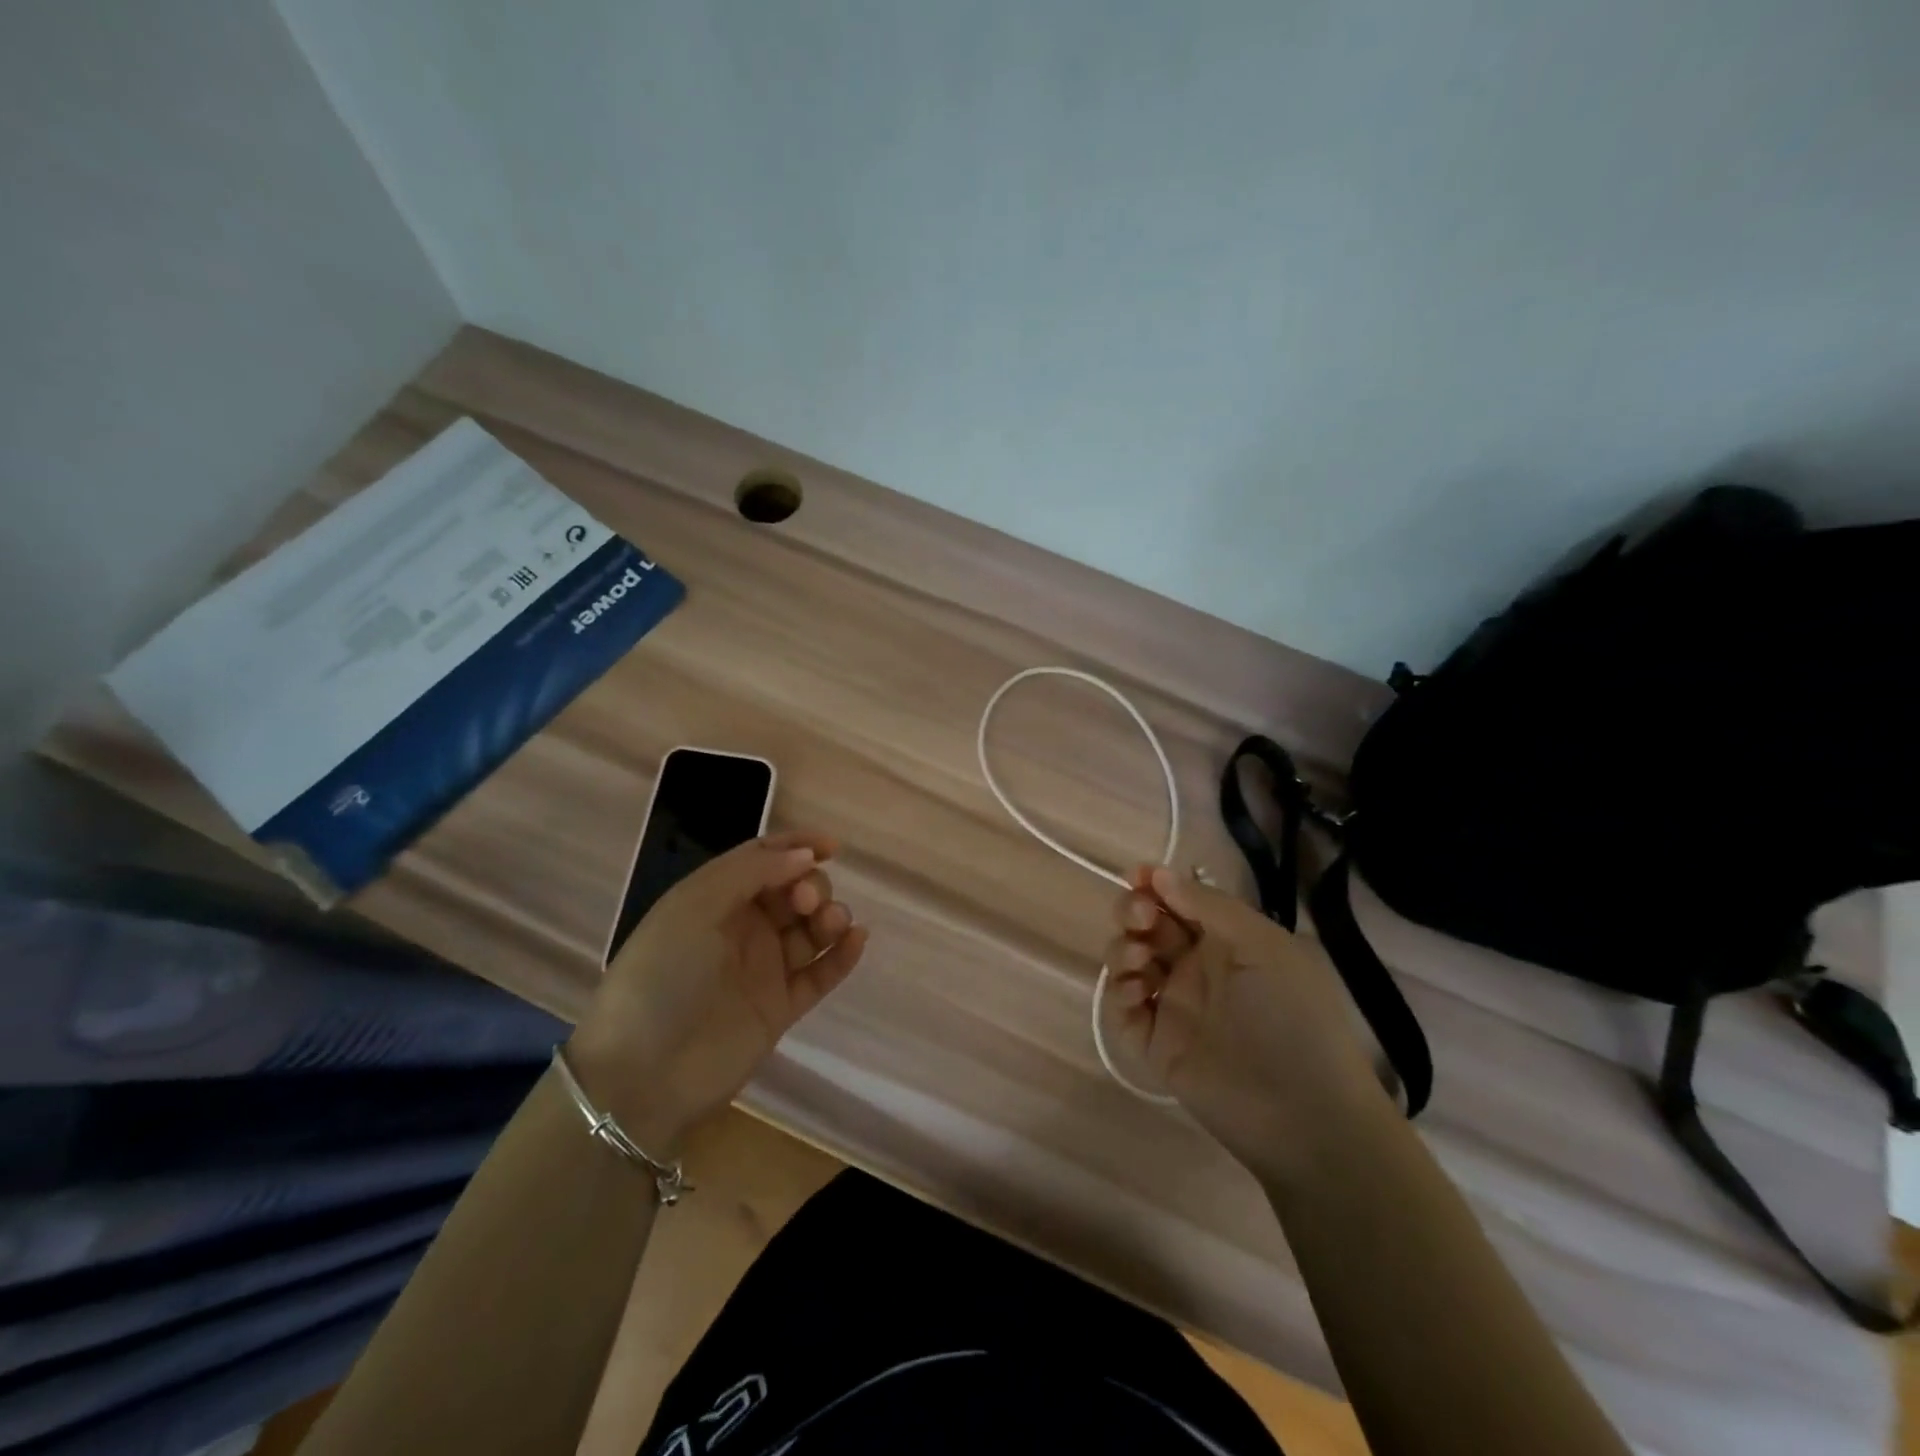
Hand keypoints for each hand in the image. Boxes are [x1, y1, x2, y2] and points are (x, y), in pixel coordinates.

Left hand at [567, 830, 868, 1153]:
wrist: (644, 1073)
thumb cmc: (662, 976)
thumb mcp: (695, 907)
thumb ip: (753, 871)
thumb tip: (805, 855)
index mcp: (715, 899)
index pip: (762, 858)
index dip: (796, 846)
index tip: (831, 846)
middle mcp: (741, 928)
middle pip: (794, 890)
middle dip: (811, 885)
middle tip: (806, 903)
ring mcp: (763, 969)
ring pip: (811, 929)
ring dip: (830, 917)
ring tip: (832, 924)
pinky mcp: (781, 1007)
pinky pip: (821, 974)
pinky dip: (842, 955)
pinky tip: (857, 939)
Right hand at [1104, 866, 1388, 1181]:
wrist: (1305, 1114)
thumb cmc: (1292, 1015)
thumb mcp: (1262, 946)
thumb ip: (1209, 906)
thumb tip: (1159, 874)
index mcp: (1228, 941)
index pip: (1181, 900)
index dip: (1155, 884)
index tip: (1134, 875)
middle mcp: (1197, 968)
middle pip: (1148, 926)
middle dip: (1134, 912)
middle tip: (1140, 918)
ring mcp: (1174, 1005)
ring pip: (1129, 962)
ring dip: (1123, 948)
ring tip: (1139, 958)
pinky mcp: (1156, 1044)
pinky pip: (1122, 1008)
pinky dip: (1119, 992)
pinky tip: (1139, 992)